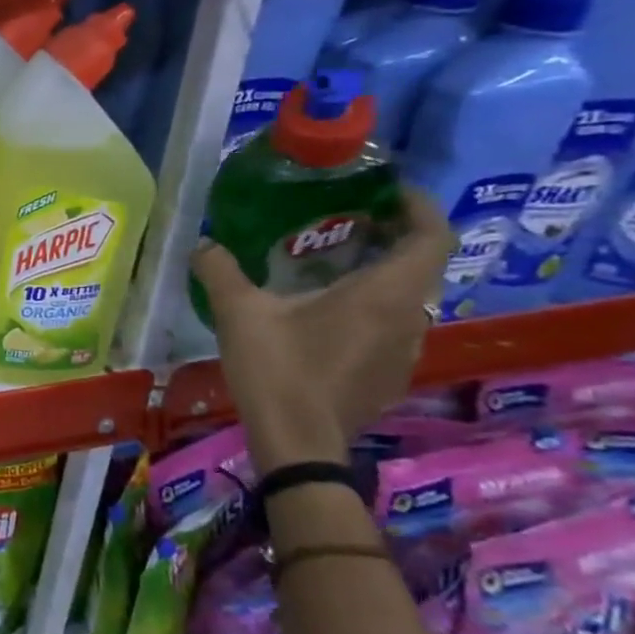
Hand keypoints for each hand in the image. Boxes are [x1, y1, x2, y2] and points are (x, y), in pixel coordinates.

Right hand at [190, 186, 454, 474]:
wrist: (299, 442)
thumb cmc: (278, 369)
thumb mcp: (239, 313)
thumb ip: (220, 271)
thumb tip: (203, 244)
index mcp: (383, 294)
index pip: (431, 237)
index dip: (419, 207)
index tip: (389, 191)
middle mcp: (409, 318)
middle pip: (422, 266)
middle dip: (393, 237)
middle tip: (350, 222)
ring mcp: (405, 351)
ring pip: (409, 299)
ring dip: (383, 275)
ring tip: (336, 266)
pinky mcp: (391, 375)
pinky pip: (394, 327)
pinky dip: (373, 308)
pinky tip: (329, 316)